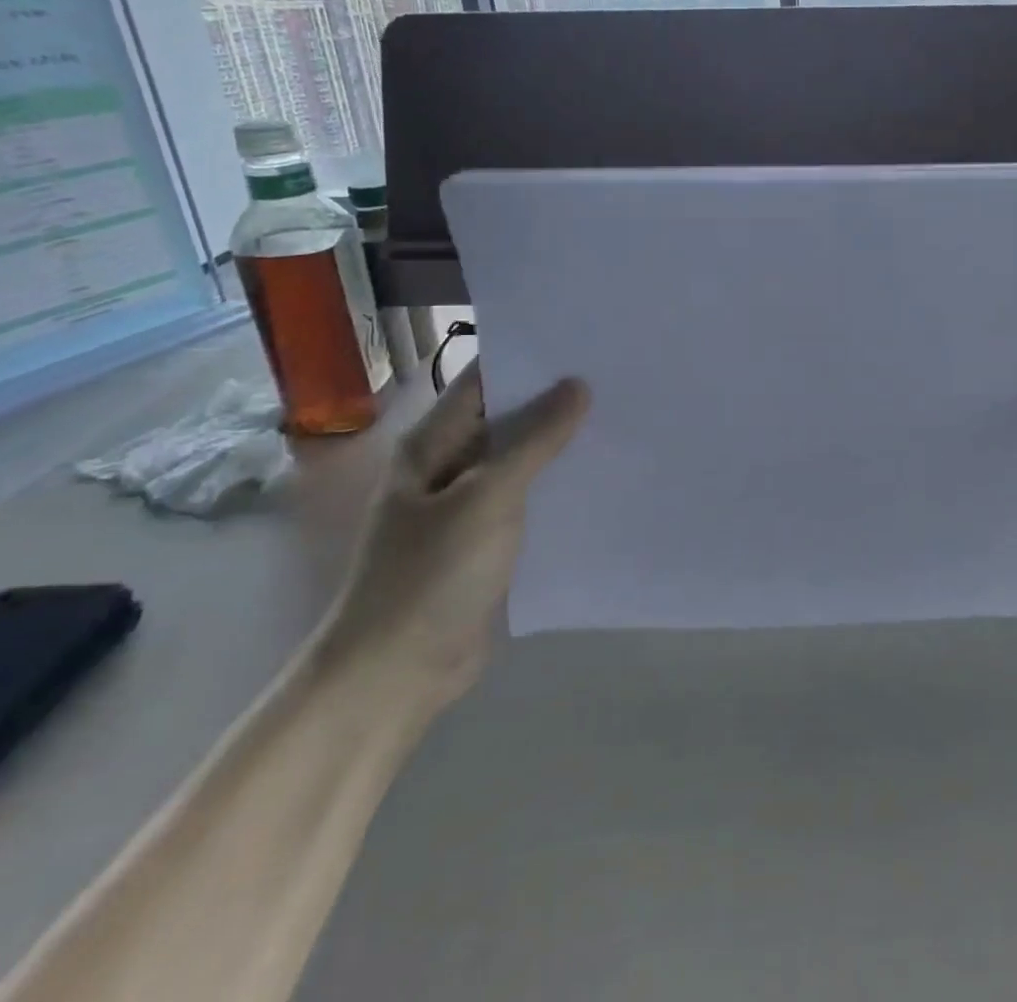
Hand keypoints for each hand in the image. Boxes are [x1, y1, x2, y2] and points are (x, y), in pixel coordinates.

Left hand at [320, 362, 588, 707]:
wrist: (395, 676)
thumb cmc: (431, 575)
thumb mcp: (488, 497)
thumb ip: (534, 440)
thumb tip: (576, 385)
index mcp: (432, 444)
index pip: (484, 380)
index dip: (530, 359)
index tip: (584, 341)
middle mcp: (447, 466)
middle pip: (506, 418)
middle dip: (555, 400)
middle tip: (616, 377)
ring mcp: (467, 506)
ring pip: (521, 461)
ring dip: (561, 445)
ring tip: (620, 418)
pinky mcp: (487, 542)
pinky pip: (528, 500)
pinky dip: (558, 486)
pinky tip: (602, 476)